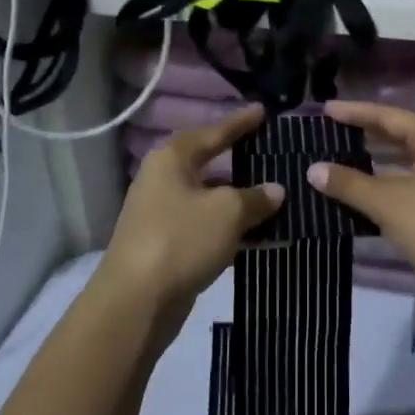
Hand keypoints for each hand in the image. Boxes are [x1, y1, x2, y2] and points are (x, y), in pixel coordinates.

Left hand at [99, 106, 282, 316]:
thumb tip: (275, 190)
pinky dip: (233, 230)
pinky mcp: (168, 247)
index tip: (264, 111)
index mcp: (172, 159)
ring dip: (242, 203)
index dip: (241, 122)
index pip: (214, 132)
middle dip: (244, 164)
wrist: (135, 303)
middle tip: (275, 156)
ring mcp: (163, 215)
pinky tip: (263, 237)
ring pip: (212, 200)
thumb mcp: (227, 213)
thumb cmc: (181, 239)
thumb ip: (255, 197)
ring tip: (279, 200)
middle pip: (211, 165)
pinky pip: (208, 228)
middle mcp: (164, 180)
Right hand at [308, 102, 414, 306]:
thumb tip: (313, 169)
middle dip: (367, 134)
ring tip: (345, 157)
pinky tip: (370, 191)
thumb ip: (349, 183)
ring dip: (379, 160)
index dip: (356, 112)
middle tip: (333, 130)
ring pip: (410, 160)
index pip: (389, 116)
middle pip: (402, 134)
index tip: (326, 109)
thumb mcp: (388, 203)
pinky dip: (392, 182)